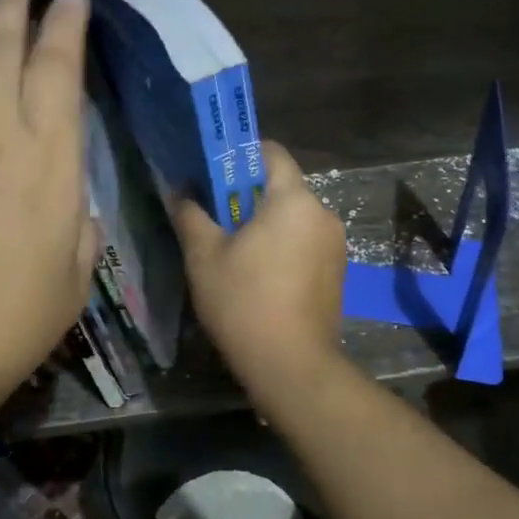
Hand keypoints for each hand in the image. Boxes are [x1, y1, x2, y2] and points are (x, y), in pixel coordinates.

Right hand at [171, 140, 347, 400]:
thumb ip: (190, 214)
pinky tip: (260, 275)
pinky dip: (284, 246)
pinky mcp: (338, 272)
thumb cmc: (243, 301)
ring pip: (294, 218)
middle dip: (249, 195)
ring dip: (267, 224)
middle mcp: (323, 213)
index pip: (271, 152)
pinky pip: (306, 243)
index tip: (214, 173)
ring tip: (235, 250)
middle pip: (283, 187)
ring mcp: (335, 245)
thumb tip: (180, 192)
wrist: (291, 366)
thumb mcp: (204, 256)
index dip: (240, 155)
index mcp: (294, 199)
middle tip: (216, 216)